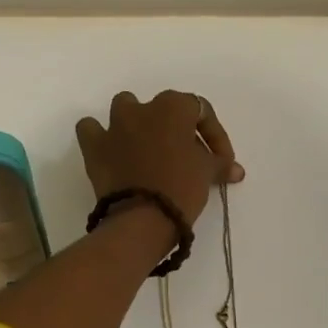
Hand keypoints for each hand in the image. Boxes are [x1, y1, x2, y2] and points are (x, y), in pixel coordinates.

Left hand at [75, 90, 243, 228]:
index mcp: (173, 107)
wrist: (141, 219)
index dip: (215, 135)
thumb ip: (220, 164)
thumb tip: (235, 169)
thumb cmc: (181, 188)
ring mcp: (114, 125)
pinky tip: (112, 149)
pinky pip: (92, 130)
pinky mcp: (94, 146)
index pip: (201, 111)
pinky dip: (101, 136)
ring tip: (149, 149)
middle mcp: (142, 108)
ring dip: (138, 123)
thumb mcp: (207, 173)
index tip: (222, 162)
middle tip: (191, 159)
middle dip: (179, 131)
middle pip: (165, 110)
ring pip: (126, 109)